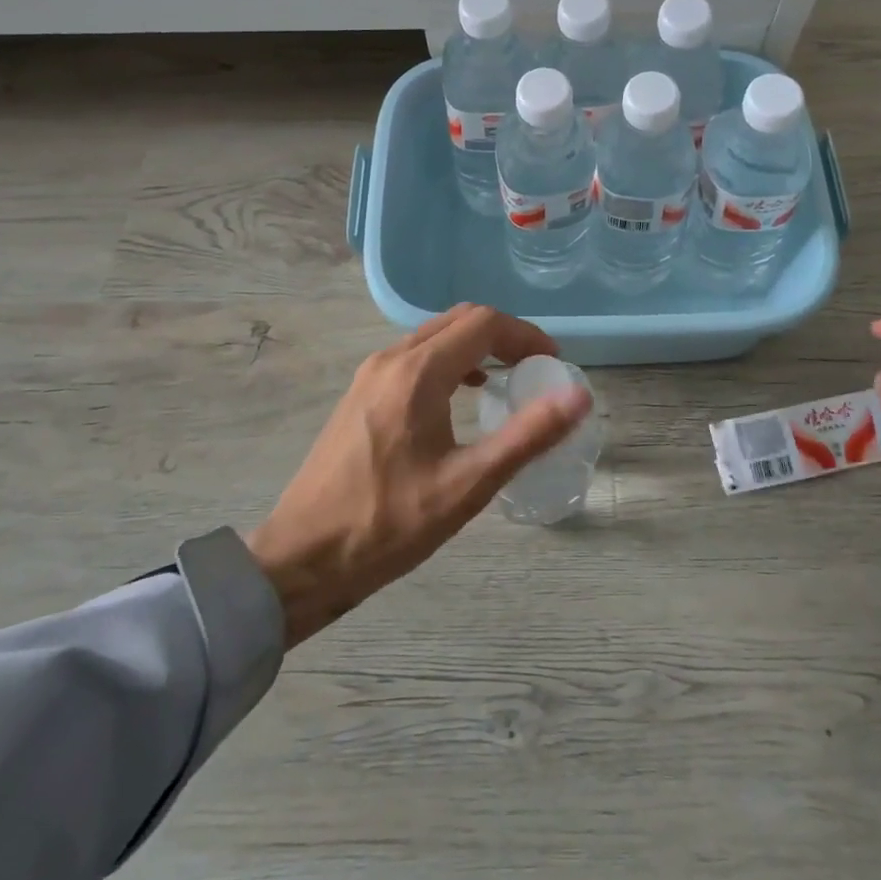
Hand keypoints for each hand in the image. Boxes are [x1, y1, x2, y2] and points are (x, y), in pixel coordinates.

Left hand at [247, 304, 590, 647]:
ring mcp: (370, 374)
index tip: (553, 363)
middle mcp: (392, 358)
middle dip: (504, 335)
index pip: (484, 323)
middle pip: (460, 320)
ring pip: (435, 335)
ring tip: (507, 379)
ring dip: (476, 345)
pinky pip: (415, 356)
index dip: (526, 335)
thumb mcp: (468, 485)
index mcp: (418, 372)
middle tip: (535, 368)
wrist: (301, 559)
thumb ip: (528, 436)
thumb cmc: (389, 524)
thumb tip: (578, 396)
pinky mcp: (360, 393)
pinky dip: (449, 360)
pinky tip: (462, 396)